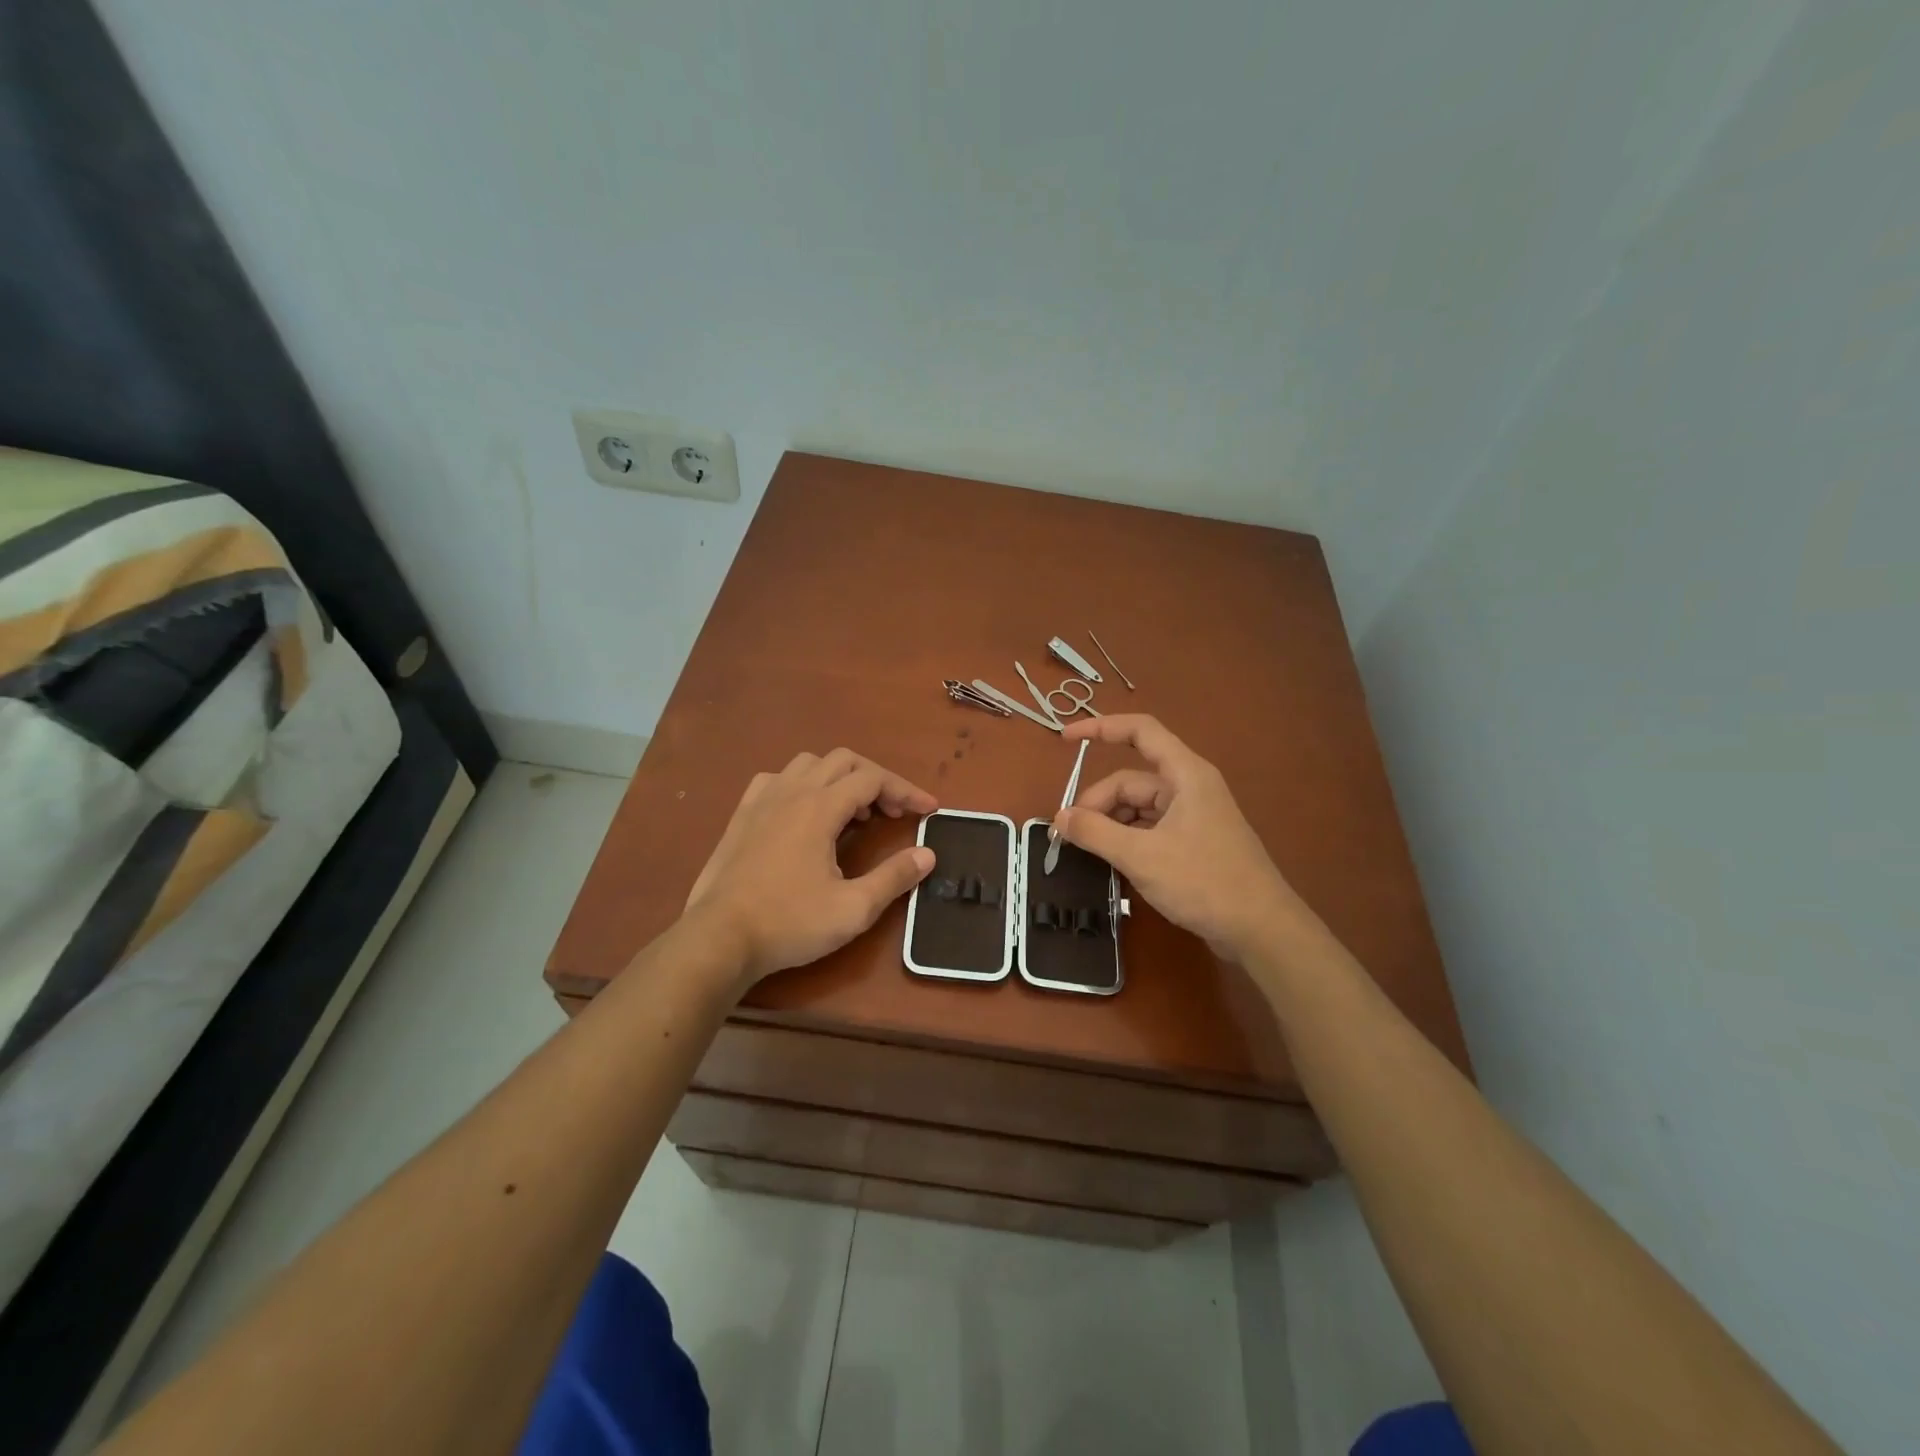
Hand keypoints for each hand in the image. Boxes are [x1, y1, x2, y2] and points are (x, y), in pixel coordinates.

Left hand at [684, 749, 937, 988]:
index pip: (873, 780)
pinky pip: (778, 779)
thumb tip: (927, 854)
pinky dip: (802, 784)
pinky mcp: (742, 814)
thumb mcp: (853, 909)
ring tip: (853, 812)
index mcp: (820, 807)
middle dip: (877, 780)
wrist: (719, 938)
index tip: (929, 809)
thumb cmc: (789, 923)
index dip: (906, 790)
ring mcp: (762, 799)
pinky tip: (805, 811)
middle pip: (844, 761)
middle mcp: (792, 791)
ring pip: (810, 764)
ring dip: (840, 778)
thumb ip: (894, 877)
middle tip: (894, 813)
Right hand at [1053, 714, 1310, 960]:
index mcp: (1185, 774)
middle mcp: (1190, 787)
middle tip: (1071, 836)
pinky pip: (1150, 828)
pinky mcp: (1194, 842)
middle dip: (1098, 802)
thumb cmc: (1204, 882)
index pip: (1140, 731)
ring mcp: (1193, 816)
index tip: (1065, 738)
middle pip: (1131, 780)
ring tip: (1089, 852)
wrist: (1261, 930)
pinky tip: (1113, 863)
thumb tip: (1059, 818)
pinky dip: (1127, 839)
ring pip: (1138, 807)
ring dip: (1111, 824)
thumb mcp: (1141, 856)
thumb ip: (1095, 833)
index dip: (1101, 727)